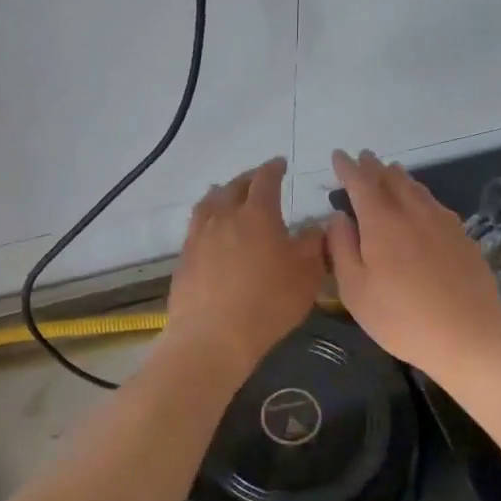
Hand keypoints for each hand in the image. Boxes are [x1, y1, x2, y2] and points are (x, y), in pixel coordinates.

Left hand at [164, 158, 326, 377]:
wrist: (213, 336)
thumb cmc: (268, 303)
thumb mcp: (306, 275)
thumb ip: (313, 245)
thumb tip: (315, 227)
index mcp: (257, 214)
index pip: (265, 180)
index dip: (274, 168)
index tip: (280, 164)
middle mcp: (224, 217)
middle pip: (234, 187)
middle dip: (248, 179)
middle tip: (257, 179)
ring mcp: (199, 236)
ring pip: (209, 203)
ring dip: (221, 194)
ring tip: (227, 194)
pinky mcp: (185, 257)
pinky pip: (196, 226)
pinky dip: (207, 219)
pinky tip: (211, 230)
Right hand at [326, 149, 500, 379]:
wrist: (468, 335)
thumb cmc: (401, 318)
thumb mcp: (355, 290)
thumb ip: (342, 248)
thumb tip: (338, 217)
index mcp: (382, 222)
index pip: (361, 183)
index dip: (347, 168)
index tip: (338, 156)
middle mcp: (413, 212)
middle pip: (391, 179)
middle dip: (373, 167)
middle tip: (363, 158)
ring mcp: (443, 222)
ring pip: (417, 188)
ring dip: (399, 177)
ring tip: (390, 171)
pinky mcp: (462, 236)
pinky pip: (435, 204)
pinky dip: (420, 195)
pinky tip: (422, 203)